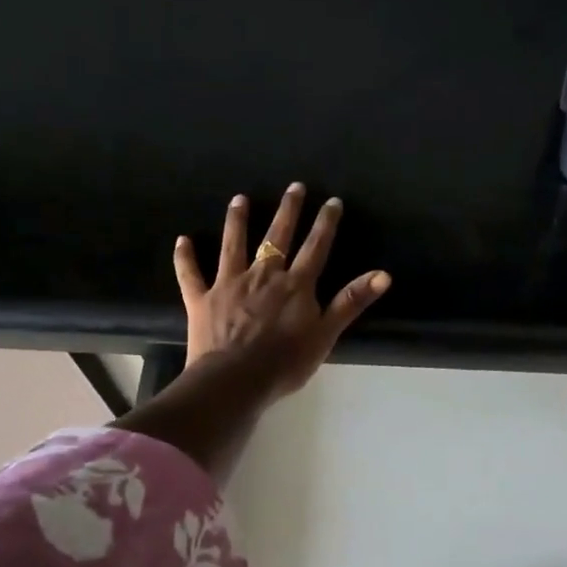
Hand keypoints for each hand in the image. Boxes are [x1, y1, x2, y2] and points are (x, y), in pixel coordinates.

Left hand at [173, 183, 389, 402]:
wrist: (235, 380)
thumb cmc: (285, 362)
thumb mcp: (326, 334)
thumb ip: (351, 302)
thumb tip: (384, 275)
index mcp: (295, 285)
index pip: (316, 247)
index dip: (325, 224)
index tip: (332, 201)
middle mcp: (263, 275)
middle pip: (277, 237)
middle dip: (287, 210)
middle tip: (293, 187)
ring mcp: (229, 284)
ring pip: (234, 244)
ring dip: (237, 220)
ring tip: (239, 199)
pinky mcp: (202, 298)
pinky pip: (191, 274)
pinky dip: (186, 257)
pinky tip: (182, 240)